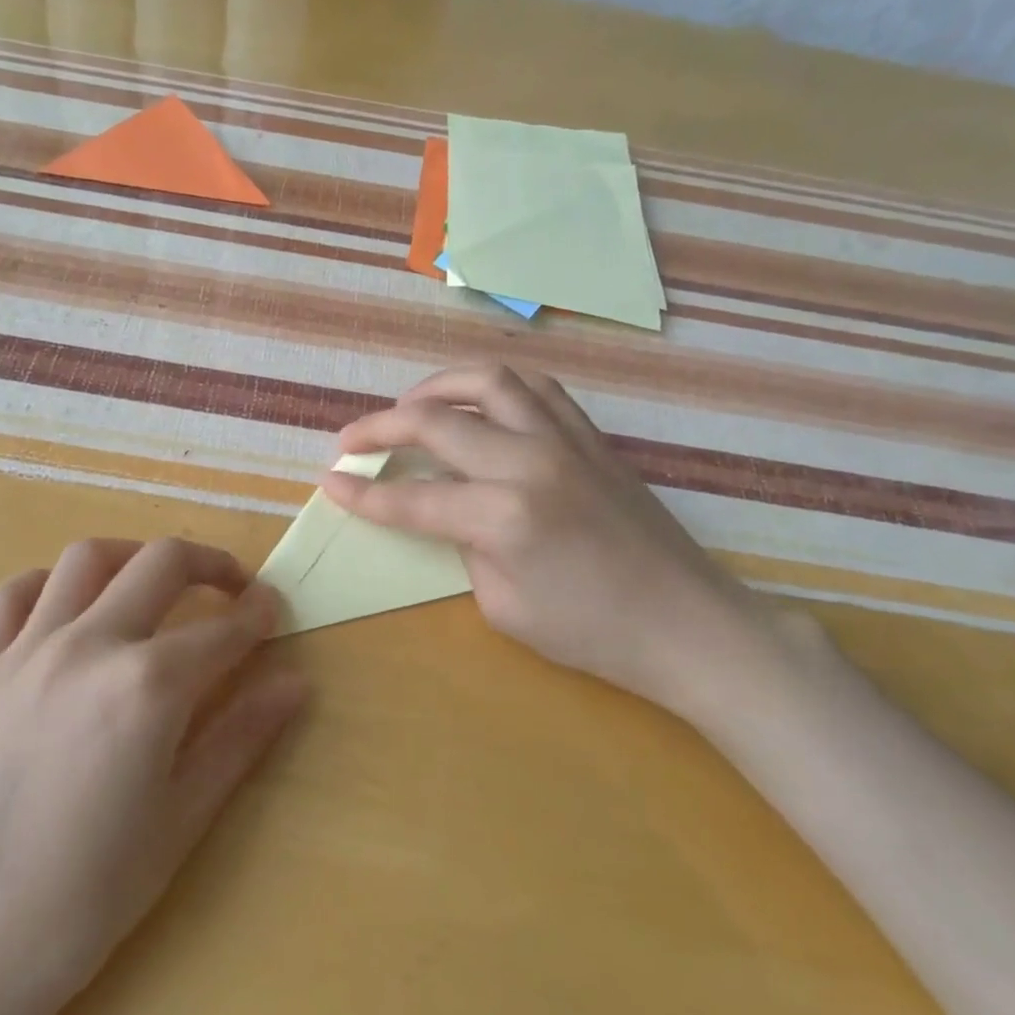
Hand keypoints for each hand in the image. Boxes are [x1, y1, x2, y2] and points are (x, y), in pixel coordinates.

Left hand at [0, 537, 307, 1014]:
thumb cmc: (88, 896)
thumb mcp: (182, 819)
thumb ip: (241, 737)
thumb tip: (296, 684)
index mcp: (148, 687)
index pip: (222, 629)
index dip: (258, 614)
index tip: (273, 610)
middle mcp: (90, 646)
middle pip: (161, 563)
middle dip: (210, 563)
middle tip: (232, 587)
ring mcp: (26, 651)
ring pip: (87, 558)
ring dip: (134, 556)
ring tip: (155, 582)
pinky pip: (12, 594)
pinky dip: (51, 583)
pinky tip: (71, 609)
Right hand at [323, 365, 766, 710]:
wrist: (686, 624)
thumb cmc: (592, 633)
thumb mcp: (503, 606)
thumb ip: (464, 546)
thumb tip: (448, 511)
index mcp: (503, 515)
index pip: (411, 498)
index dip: (361, 493)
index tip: (328, 481)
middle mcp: (529, 461)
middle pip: (435, 421)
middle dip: (380, 426)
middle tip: (351, 439)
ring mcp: (565, 440)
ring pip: (488, 380)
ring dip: (436, 385)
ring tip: (410, 404)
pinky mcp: (591, 437)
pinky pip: (536, 389)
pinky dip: (494, 387)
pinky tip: (478, 405)